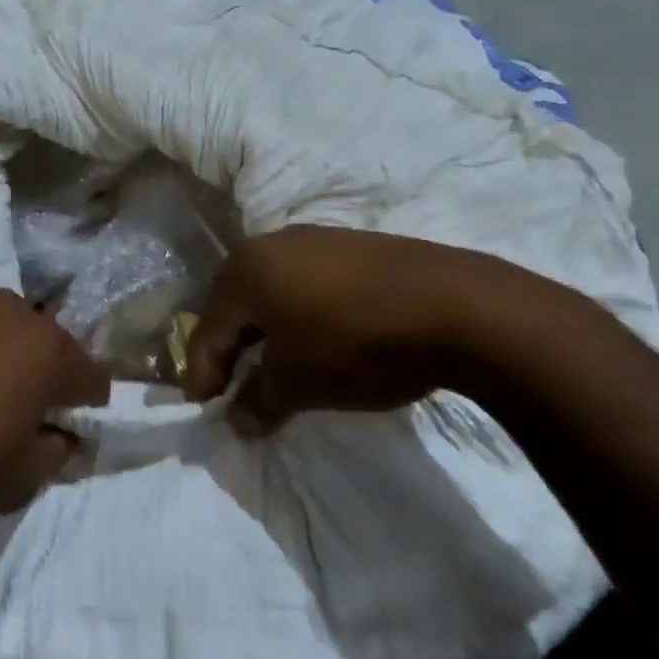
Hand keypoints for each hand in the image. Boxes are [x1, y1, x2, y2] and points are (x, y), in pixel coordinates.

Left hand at [0, 287, 109, 532]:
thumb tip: (68, 439)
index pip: (93, 374)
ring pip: (3, 325)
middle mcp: (13, 310)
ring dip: (3, 353)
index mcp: (47, 351)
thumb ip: (57, 456)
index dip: (87, 405)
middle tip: (18, 413)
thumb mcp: (15, 483)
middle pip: (49, 343)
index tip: (68, 429)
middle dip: (45, 375)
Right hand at [184, 228, 573, 435]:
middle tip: (234, 388)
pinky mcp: (353, 245)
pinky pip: (306, 284)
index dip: (202, 374)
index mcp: (244, 270)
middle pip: (236, 305)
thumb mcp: (297, 384)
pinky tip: (319, 340)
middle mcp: (271, 244)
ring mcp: (315, 239)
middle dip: (232, 350)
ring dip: (267, 332)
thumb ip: (257, 402)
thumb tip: (238, 418)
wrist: (455, 306)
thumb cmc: (354, 344)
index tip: (204, 408)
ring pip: (272, 292)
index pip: (207, 330)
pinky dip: (300, 315)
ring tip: (277, 368)